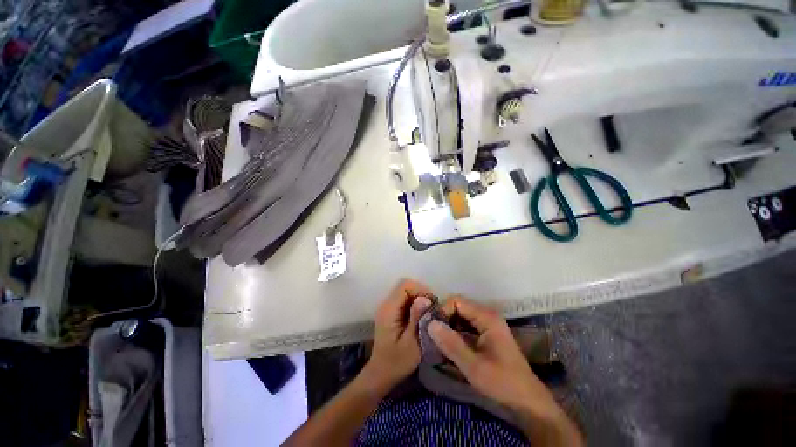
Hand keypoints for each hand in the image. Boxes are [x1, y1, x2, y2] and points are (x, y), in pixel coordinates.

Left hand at [364, 279, 432, 389]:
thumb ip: (417, 318)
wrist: (381, 373)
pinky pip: (405, 299)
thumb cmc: (397, 362)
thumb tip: (425, 298)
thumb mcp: (411, 343)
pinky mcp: (391, 312)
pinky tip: (421, 316)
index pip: (404, 286)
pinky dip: (415, 303)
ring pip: (406, 291)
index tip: (432, 304)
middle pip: (405, 286)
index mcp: (389, 310)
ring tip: (429, 313)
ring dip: (419, 298)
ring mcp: (388, 307)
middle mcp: (386, 304)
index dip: (420, 290)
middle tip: (433, 309)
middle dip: (421, 293)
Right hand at [429, 296, 582, 445]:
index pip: (457, 301)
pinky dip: (455, 333)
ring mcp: (487, 324)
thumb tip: (430, 324)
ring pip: (461, 316)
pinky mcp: (486, 333)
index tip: (433, 328)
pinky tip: (449, 346)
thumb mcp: (473, 366)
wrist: (527, 400)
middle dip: (444, 319)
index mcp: (486, 317)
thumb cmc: (502, 382)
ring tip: (438, 341)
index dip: (443, 311)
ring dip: (448, 326)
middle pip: (458, 307)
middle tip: (433, 336)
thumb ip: (451, 344)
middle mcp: (487, 315)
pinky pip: (465, 326)